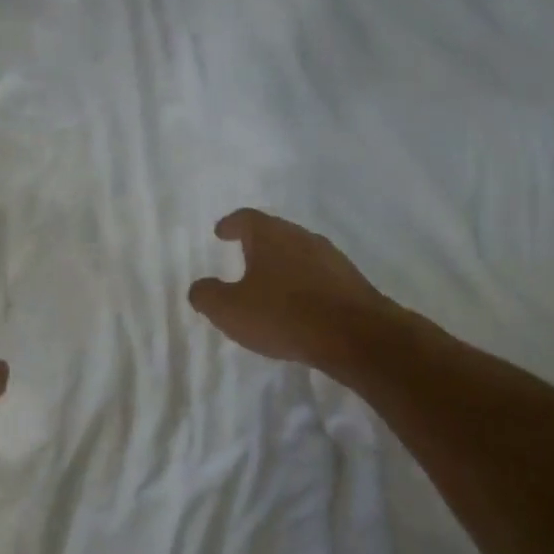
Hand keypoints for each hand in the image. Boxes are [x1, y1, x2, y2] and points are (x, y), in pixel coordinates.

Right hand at [188, 209, 402, 375]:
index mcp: (271, 236)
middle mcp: (302, 238)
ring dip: (283, 264)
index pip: (246, 219)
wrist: (354, 334)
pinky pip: (319, 276)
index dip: (231, 225)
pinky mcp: (351, 282)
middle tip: (244, 255)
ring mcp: (331, 258)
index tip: (221, 232)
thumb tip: (199, 288)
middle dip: (258, 244)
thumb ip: (207, 296)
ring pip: (299, 253)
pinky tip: (299, 305)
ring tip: (270, 283)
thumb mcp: (230, 310)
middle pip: (276, 233)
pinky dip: (304, 284)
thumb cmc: (283, 315)